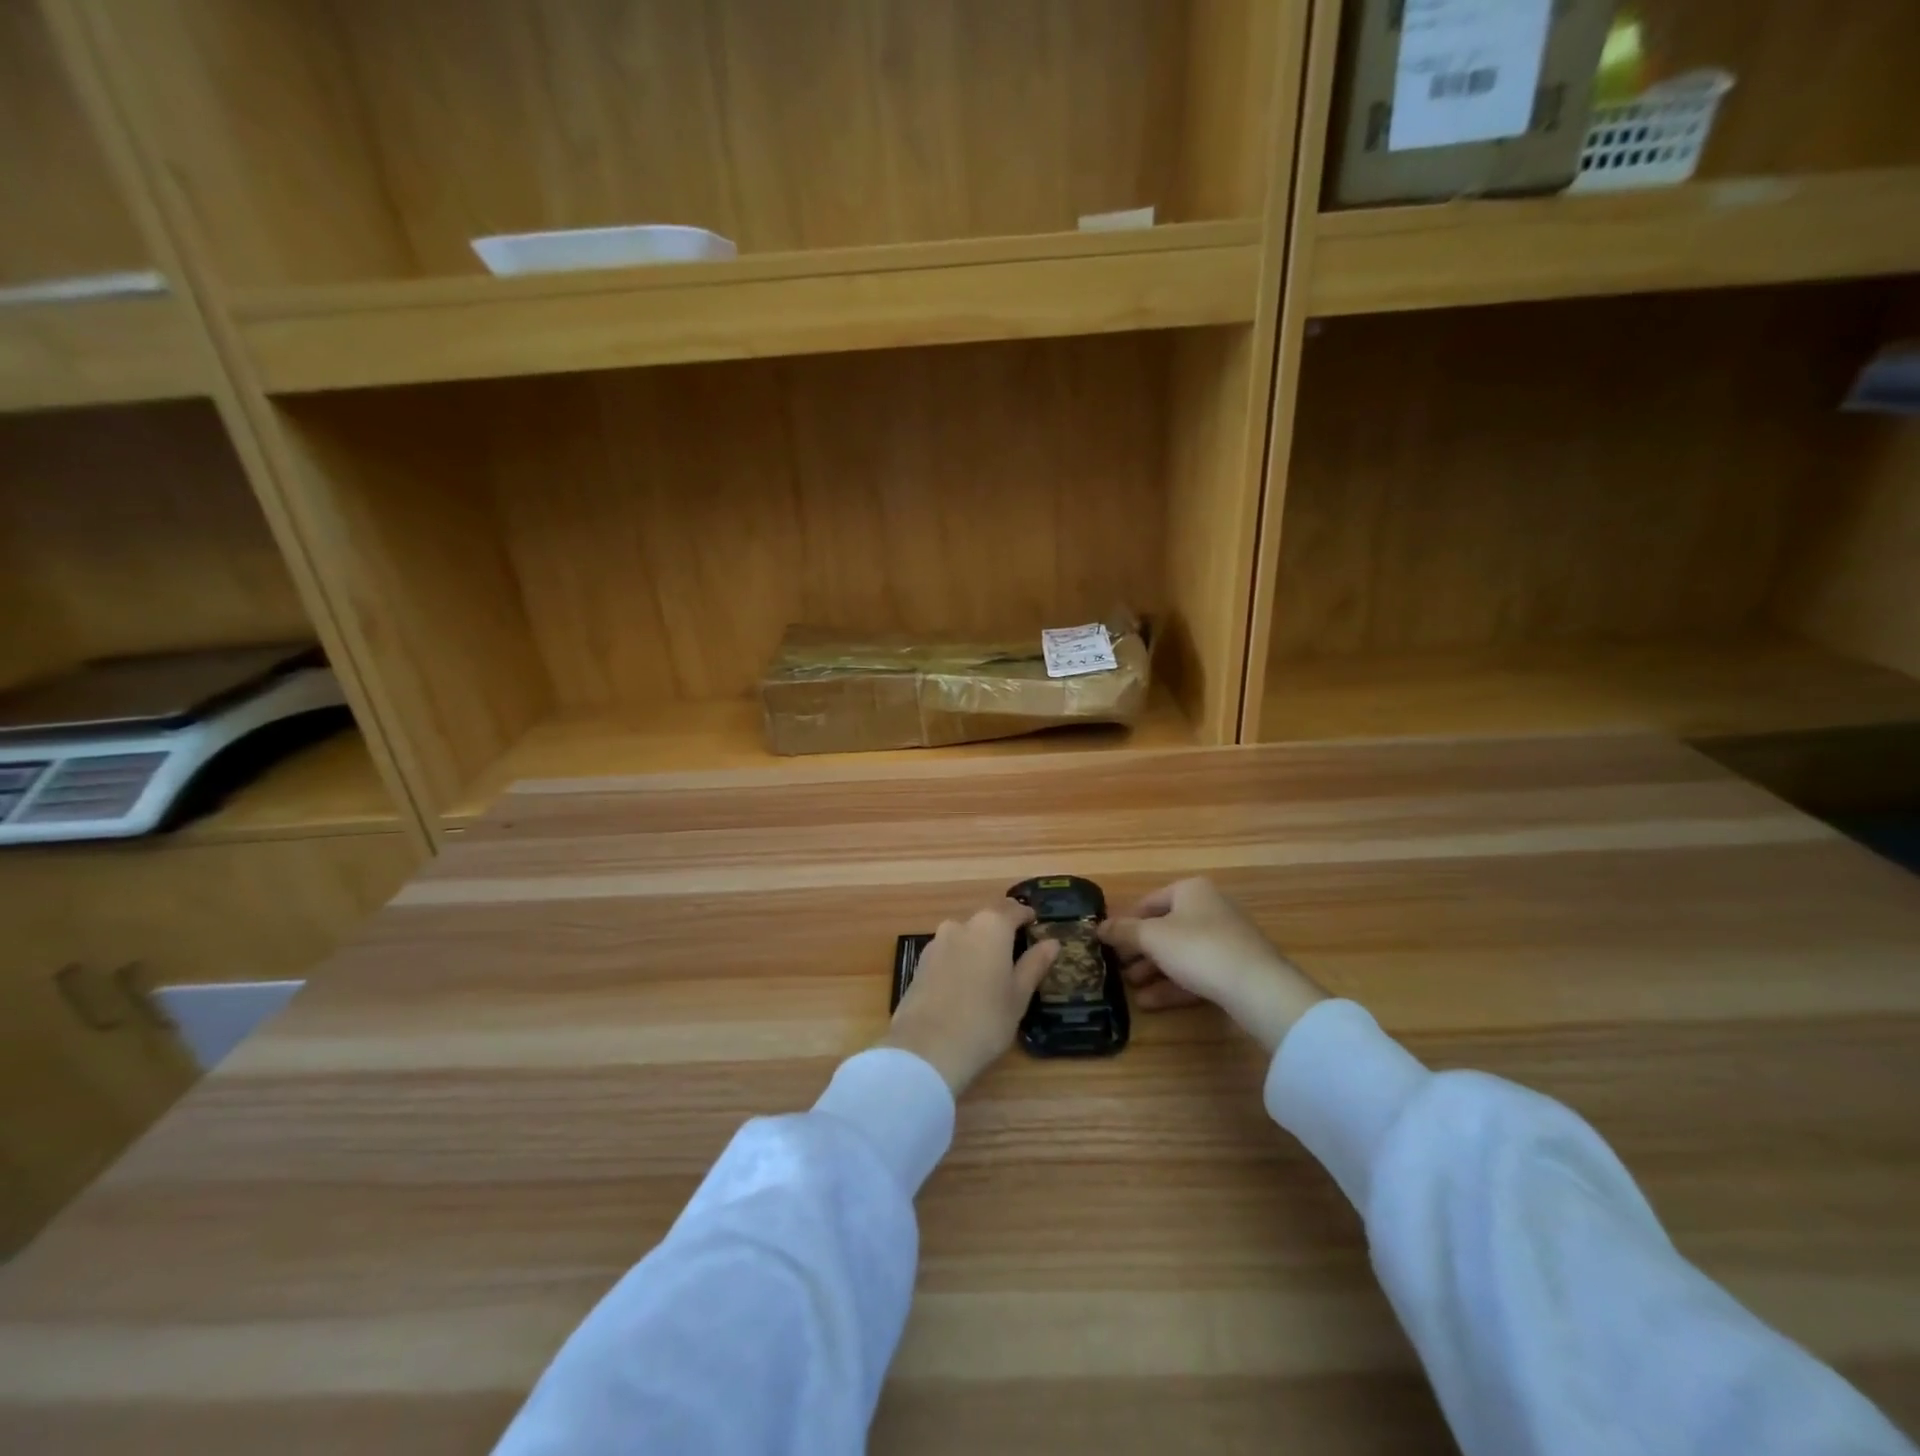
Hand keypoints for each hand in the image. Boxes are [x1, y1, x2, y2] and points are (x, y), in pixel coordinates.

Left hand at [882, 900, 1059, 1094]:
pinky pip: (948, 952)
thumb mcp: (1018, 995)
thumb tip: (1051, 942)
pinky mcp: (920, 963)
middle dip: (1001, 931)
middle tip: (1016, 952)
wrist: (926, 1048)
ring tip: (990, 971)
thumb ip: (1034, 964)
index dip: (1026, 916)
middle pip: (987, 920)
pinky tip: (965, 984)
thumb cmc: (985, 1020)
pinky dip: (960, 960)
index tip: (1035, 924)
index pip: (1013, 909)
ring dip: (979, 946)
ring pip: (965, 935)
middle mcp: (961, 925)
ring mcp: (936, 943)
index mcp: (991, 926)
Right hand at [1100, 878, 1324, 1052]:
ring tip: (1130, 990)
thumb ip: (1123, 931)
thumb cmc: (1198, 948)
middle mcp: (1209, 908)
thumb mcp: (1152, 937)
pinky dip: (1173, 985)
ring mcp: (1225, 939)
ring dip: (1153, 971)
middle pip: (1164, 929)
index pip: (1149, 902)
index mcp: (1191, 890)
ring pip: (1179, 953)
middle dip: (1139, 951)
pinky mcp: (1234, 969)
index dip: (1125, 922)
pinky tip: (1150, 1003)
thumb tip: (1098, 927)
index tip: (1107, 943)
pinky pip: (1196, 973)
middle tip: (1117, 969)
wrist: (1257, 987)